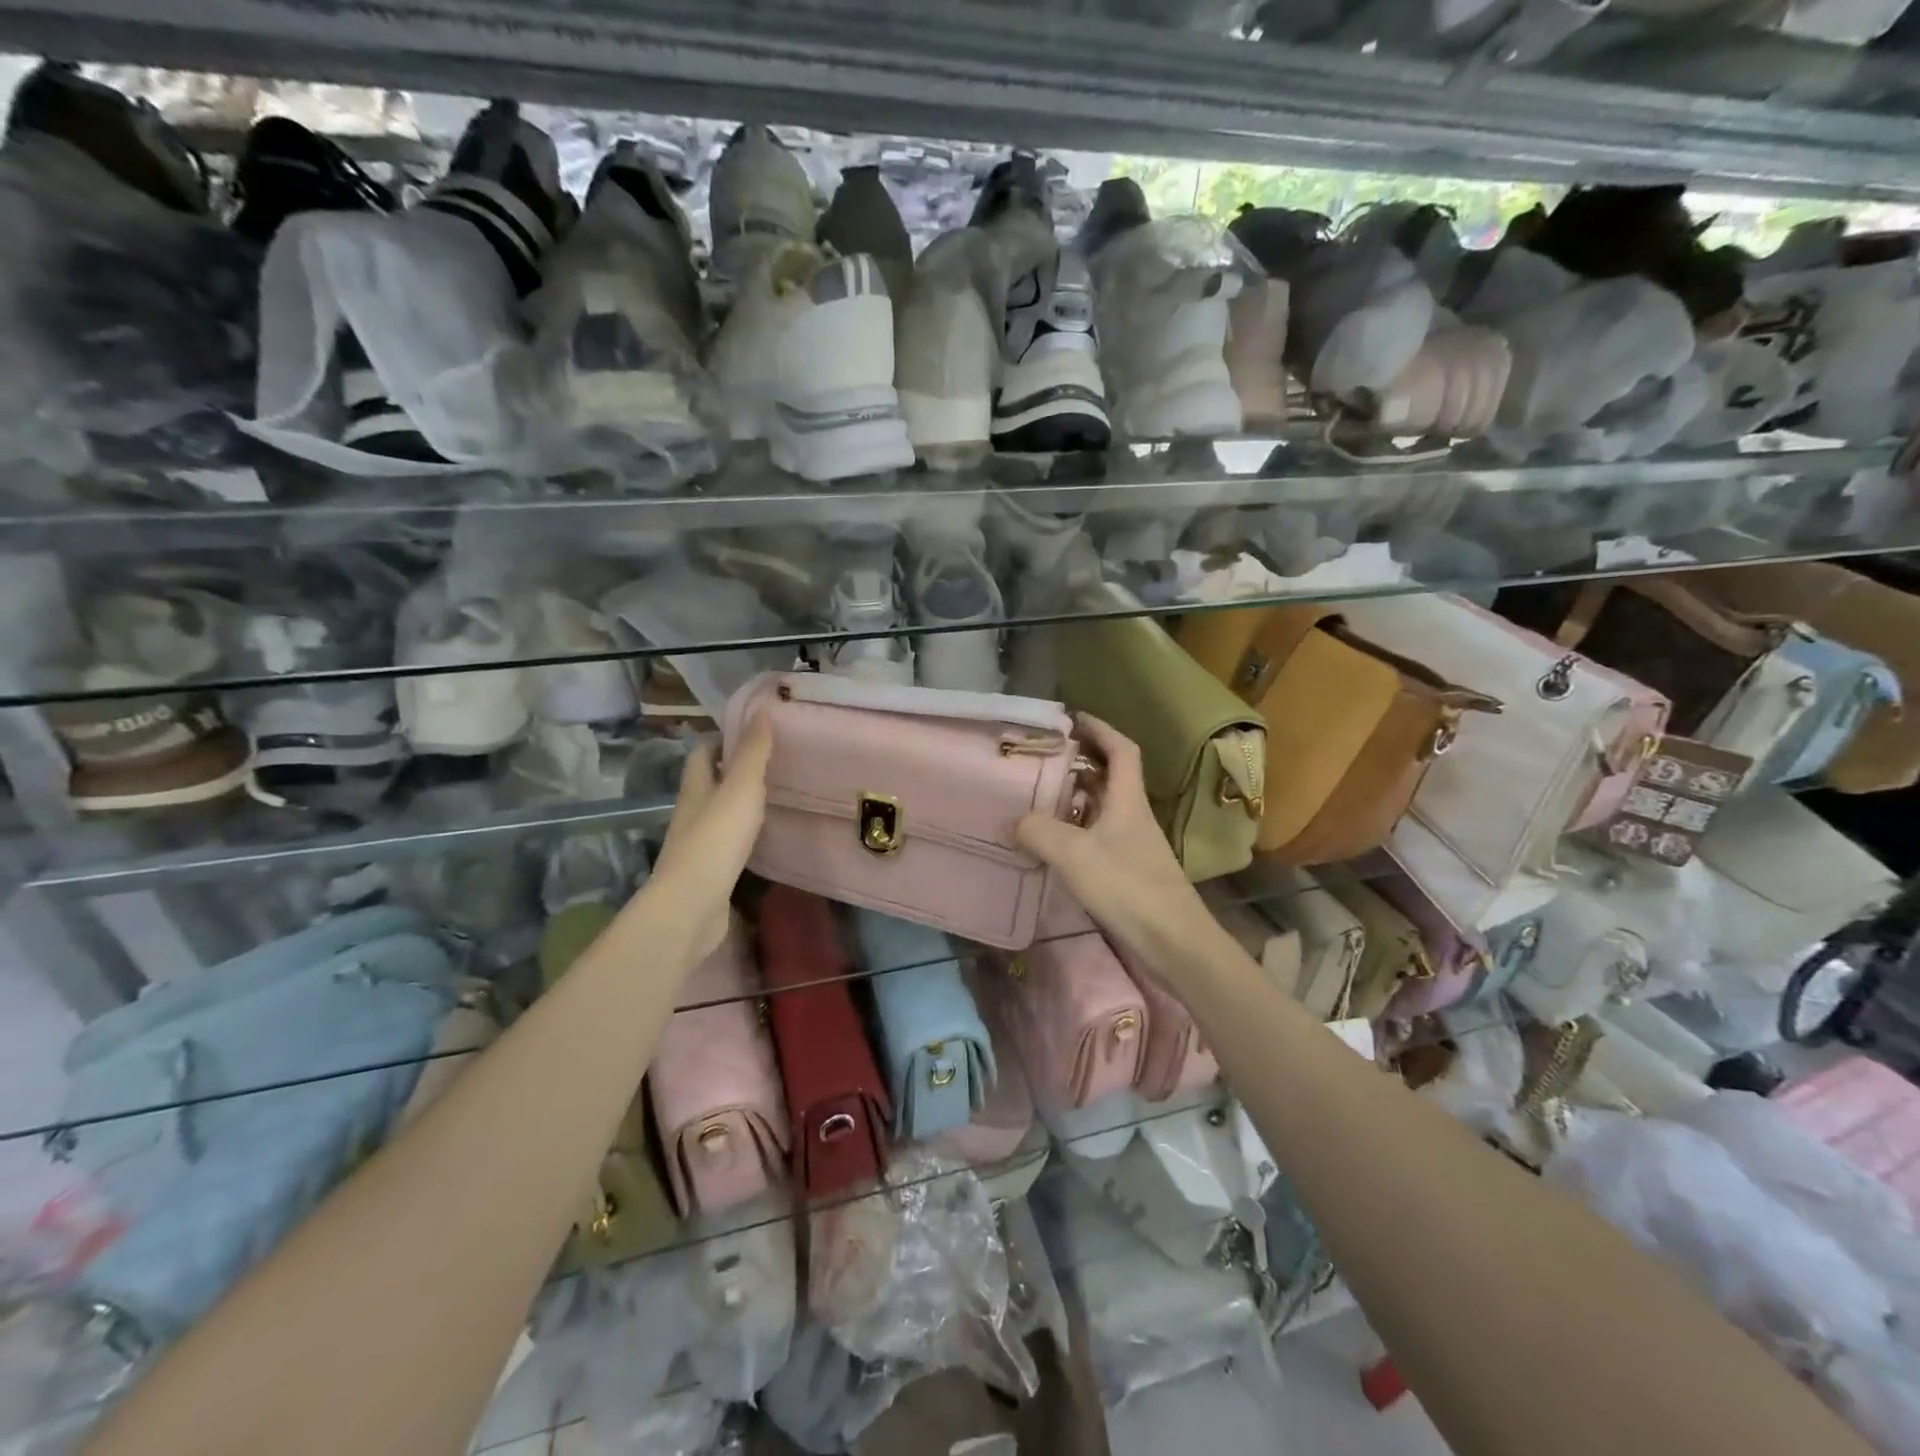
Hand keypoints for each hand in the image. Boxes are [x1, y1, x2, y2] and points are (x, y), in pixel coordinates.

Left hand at [643, 717, 773, 963]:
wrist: (692, 906)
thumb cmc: (716, 840)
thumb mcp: (741, 789)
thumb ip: (753, 753)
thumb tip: (761, 710)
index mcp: (695, 788)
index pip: (702, 753)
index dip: (722, 739)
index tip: (753, 732)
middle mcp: (692, 812)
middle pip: (709, 783)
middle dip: (733, 771)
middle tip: (772, 763)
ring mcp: (697, 844)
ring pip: (718, 814)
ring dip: (739, 805)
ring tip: (775, 797)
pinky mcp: (709, 872)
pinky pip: (727, 845)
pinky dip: (744, 836)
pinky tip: (765, 838)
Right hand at [1015, 714, 1222, 989]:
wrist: (1173, 941)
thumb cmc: (1128, 887)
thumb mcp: (1074, 854)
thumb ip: (1039, 831)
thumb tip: (1015, 821)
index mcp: (1127, 799)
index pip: (1121, 749)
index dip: (1100, 729)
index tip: (1072, 719)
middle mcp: (1133, 815)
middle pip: (1110, 776)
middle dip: (1080, 761)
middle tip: (1043, 758)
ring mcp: (1133, 844)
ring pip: (1103, 807)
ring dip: (1076, 797)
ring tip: (1040, 795)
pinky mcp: (1128, 870)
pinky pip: (1098, 835)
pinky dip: (1076, 829)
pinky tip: (1054, 842)